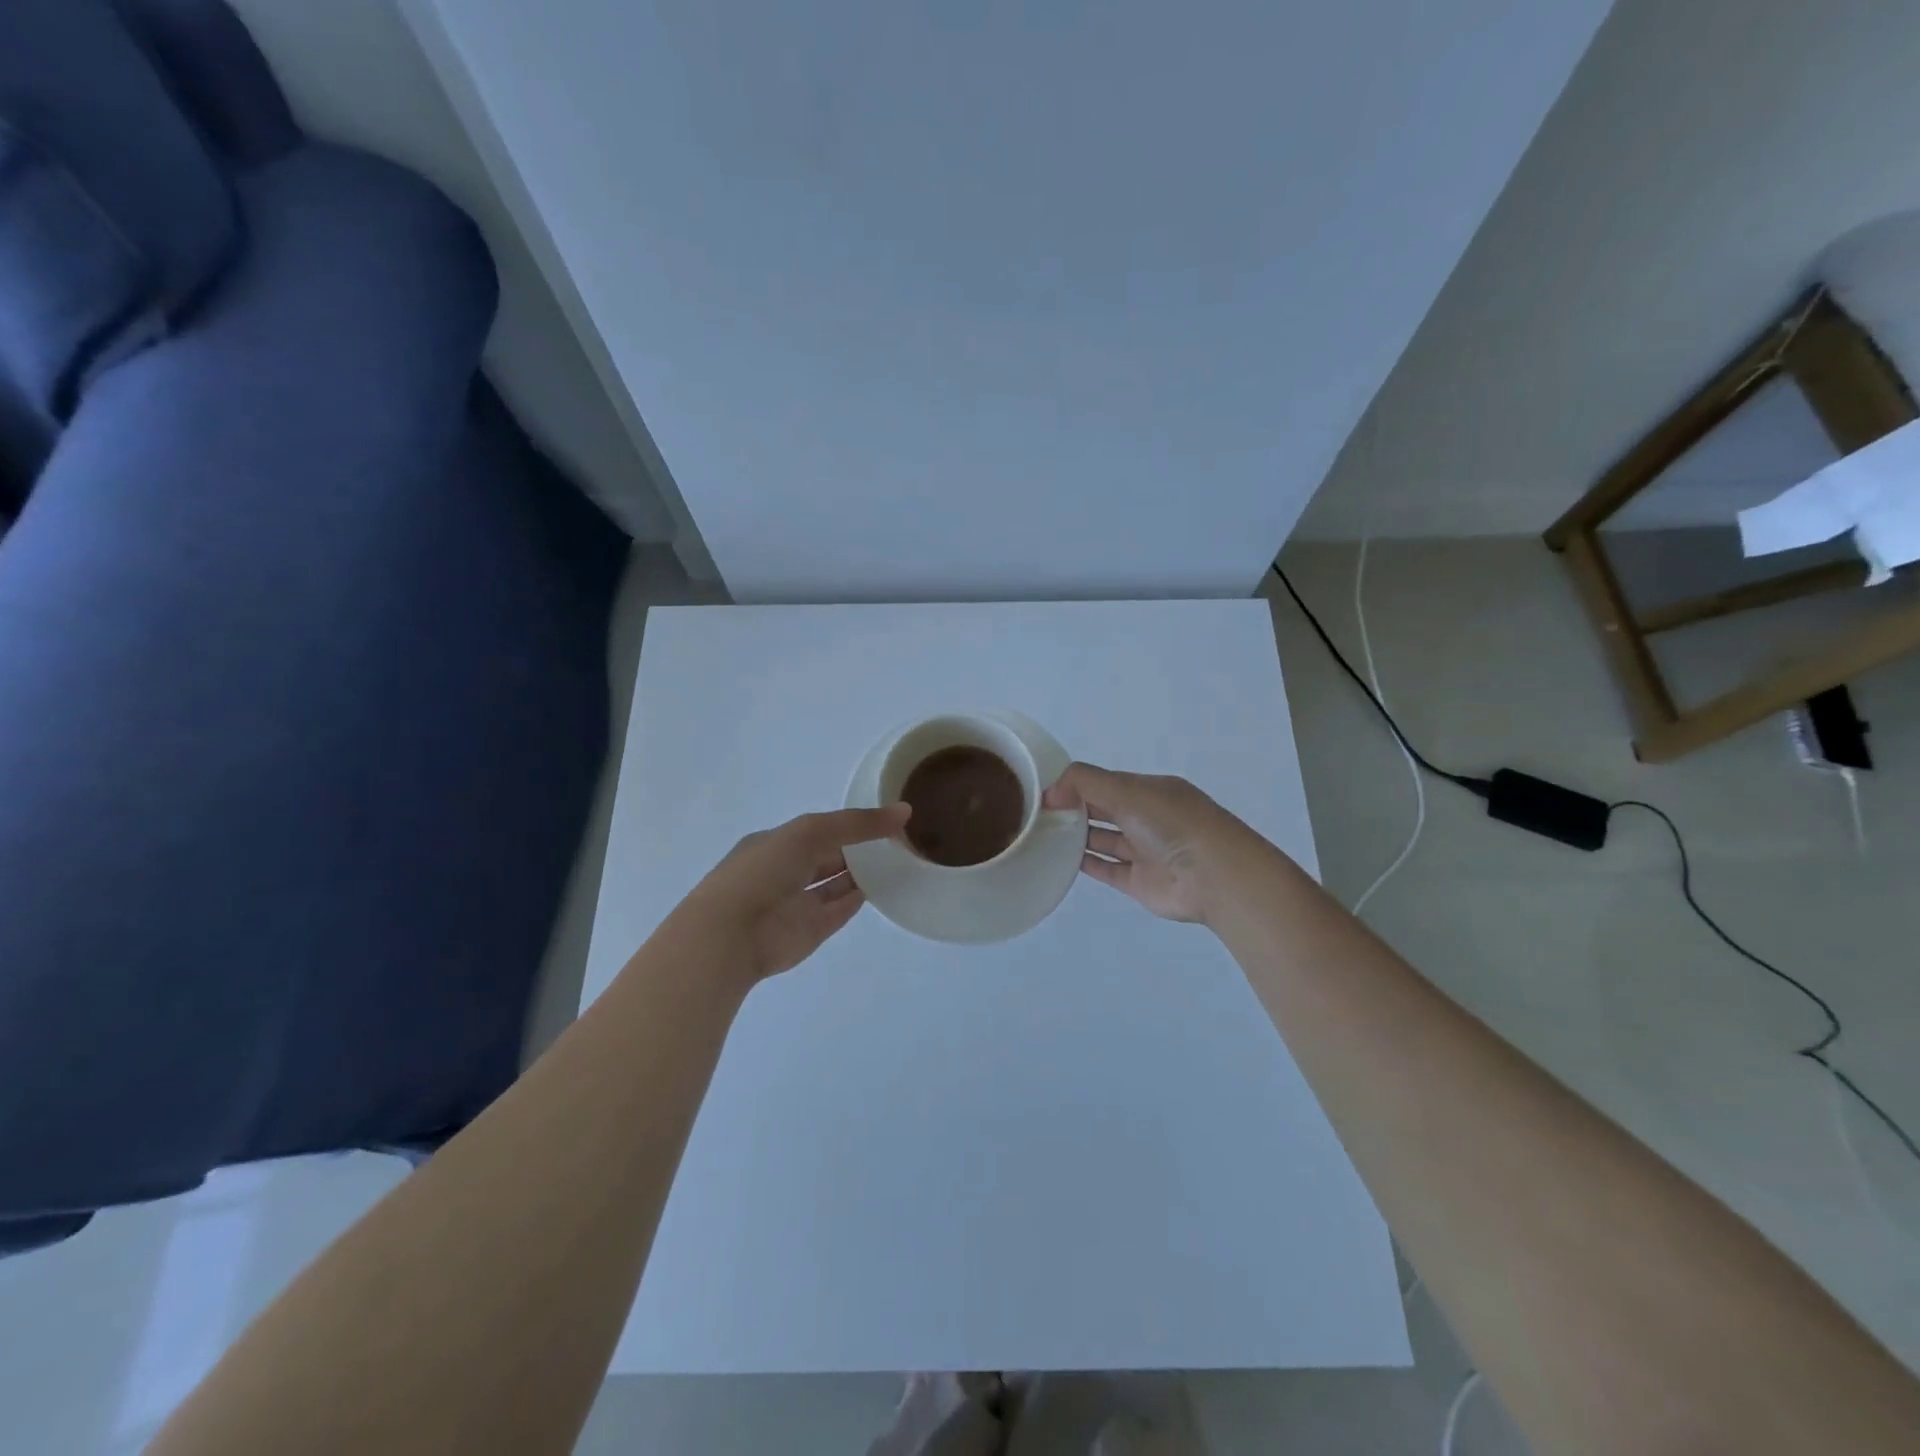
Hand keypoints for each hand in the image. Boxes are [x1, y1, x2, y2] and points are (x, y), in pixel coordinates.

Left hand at [666, 805, 911, 985]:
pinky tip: (885, 886)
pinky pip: (840, 909)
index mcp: (776, 843)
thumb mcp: (811, 832)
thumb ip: (857, 823)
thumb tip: (903, 812)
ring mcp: (798, 902)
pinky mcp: (810, 930)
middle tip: (899, 838)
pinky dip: (860, 898)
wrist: (730, 935)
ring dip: (863, 872)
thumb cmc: (764, 871)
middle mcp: (785, 871)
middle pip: (829, 855)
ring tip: (900, 859)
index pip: (818, 829)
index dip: (849, 823)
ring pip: (836, 883)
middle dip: (858, 847)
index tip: (883, 818)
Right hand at [1042, 762, 1244, 923]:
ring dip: (1076, 836)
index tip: (1043, 792)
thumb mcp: (1126, 789)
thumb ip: (1084, 783)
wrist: (1213, 876)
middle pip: (1103, 810)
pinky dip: (1084, 864)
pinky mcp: (1138, 882)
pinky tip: (1058, 859)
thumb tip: (1049, 793)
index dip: (1075, 785)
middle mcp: (1147, 818)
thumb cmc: (1171, 823)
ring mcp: (1143, 851)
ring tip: (1041, 834)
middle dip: (1073, 808)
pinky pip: (1106, 869)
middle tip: (1035, 813)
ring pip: (1103, 839)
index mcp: (1149, 790)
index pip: (1105, 783)